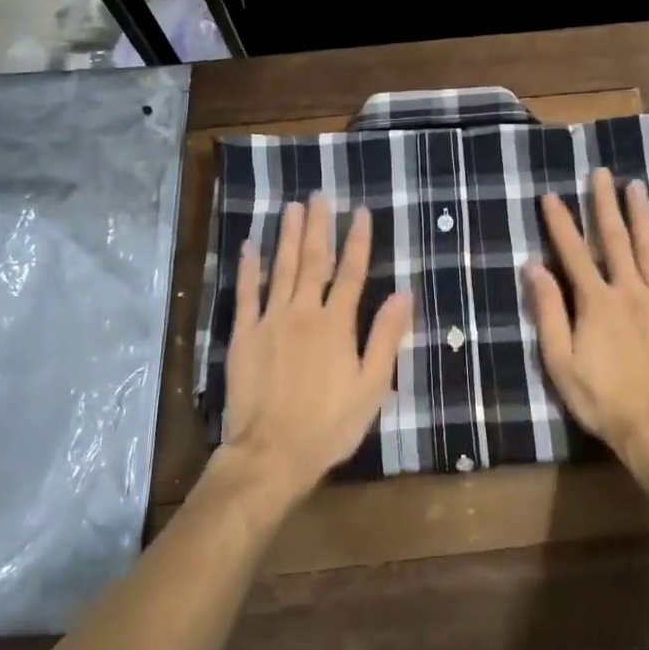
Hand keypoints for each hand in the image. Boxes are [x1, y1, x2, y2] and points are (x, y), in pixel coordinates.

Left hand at [219, 192, 411, 503]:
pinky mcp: (244, 336)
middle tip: (319, 195)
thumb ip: (386, 337)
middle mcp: (303, 312)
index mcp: (336, 324)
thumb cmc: (329, 424)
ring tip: (292, 207)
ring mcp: (270, 321)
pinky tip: (251, 245)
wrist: (271, 454)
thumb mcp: (372, 386)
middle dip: (319, 226)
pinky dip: (249, 268)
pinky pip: (246, 294)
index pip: (352, 273)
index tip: (361, 212)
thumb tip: (404, 293)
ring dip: (287, 236)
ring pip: (281, 269)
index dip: (358, 240)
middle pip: (314, 261)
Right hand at [527, 168, 648, 478]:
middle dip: (605, 203)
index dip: (560, 222)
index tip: (550, 196)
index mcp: (596, 301)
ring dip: (641, 214)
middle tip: (601, 173)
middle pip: (614, 238)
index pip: (573, 252)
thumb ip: (549, 313)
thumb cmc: (604, 399)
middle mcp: (629, 289)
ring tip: (636, 185)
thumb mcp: (561, 362)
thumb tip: (534, 268)